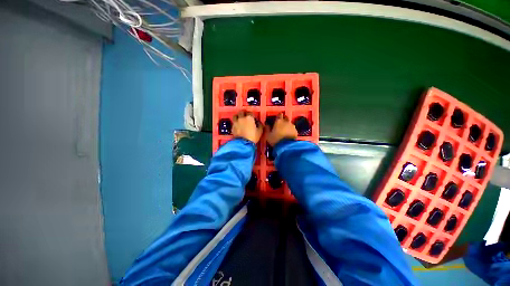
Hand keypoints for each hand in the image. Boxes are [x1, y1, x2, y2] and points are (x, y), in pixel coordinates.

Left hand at [232, 111, 262, 143]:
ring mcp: (236, 122)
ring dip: (238, 116)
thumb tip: (259, 123)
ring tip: (240, 119)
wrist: (243, 143)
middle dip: (244, 113)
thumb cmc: (253, 137)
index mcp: (249, 118)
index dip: (252, 114)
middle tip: (246, 116)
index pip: (250, 112)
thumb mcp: (260, 131)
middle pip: (242, 112)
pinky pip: (234, 122)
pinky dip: (236, 122)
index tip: (253, 117)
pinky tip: (238, 126)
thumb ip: (260, 125)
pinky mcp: (232, 127)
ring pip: (236, 115)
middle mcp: (242, 118)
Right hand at [266, 113, 297, 145]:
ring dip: (287, 125)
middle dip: (283, 119)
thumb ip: (267, 128)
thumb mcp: (268, 135)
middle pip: (286, 117)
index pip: (279, 114)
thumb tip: (266, 124)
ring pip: (290, 123)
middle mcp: (286, 121)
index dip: (278, 116)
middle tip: (280, 125)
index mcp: (279, 121)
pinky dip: (291, 130)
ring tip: (285, 131)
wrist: (286, 146)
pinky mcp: (296, 131)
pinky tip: (288, 134)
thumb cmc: (275, 140)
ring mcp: (292, 126)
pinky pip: (292, 129)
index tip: (276, 119)